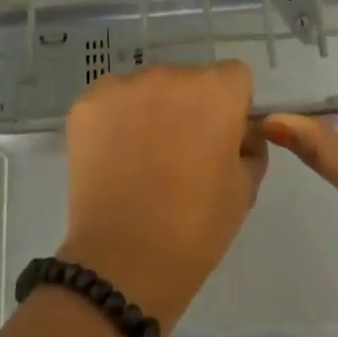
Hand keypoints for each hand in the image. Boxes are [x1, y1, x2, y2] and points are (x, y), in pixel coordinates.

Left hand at [55, 60, 266, 331]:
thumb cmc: (196, 227)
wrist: (125, 261)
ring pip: (146, 89)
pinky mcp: (87, 103)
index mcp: (216, 91)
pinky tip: (112, 158)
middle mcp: (171, 75)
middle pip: (187, 80)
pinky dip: (114, 121)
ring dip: (149, 111)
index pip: (233, 77)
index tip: (220, 138)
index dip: (230, 106)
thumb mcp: (244, 189)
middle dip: (188, 107)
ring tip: (140, 160)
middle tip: (179, 154)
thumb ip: (249, 147)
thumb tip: (240, 132)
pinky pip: (110, 101)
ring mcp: (125, 85)